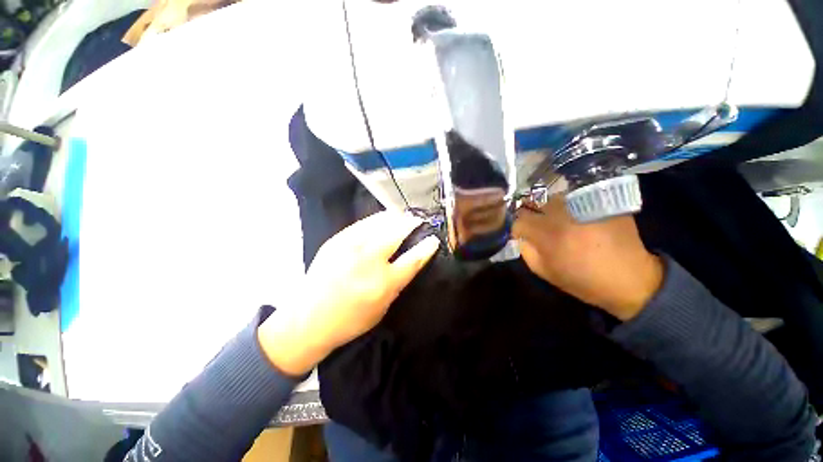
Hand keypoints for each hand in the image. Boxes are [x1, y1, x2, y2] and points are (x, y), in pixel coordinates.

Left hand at [258, 211, 439, 375]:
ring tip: (402, 216)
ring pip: (379, 222)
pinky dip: (376, 219)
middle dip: (411, 223)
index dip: (427, 247)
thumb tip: (409, 261)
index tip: (434, 239)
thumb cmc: (350, 321)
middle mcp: (368, 261)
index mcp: (383, 283)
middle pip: (396, 233)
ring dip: (395, 218)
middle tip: (417, 220)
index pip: (413, 259)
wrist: (308, 319)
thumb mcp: (382, 308)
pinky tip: (382, 218)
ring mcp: (350, 247)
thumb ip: (397, 283)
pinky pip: (362, 223)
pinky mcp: (336, 241)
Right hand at [513, 195, 663, 320]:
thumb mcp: (545, 273)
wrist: (631, 279)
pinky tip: (574, 216)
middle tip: (538, 225)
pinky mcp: (600, 202)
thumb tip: (520, 236)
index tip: (523, 235)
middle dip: (531, 215)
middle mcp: (563, 215)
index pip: (519, 221)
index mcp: (548, 235)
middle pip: (533, 204)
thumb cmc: (584, 280)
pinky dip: (567, 205)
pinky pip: (573, 197)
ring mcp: (583, 205)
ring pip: (552, 198)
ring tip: (557, 220)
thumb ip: (526, 251)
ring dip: (548, 208)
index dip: (518, 229)